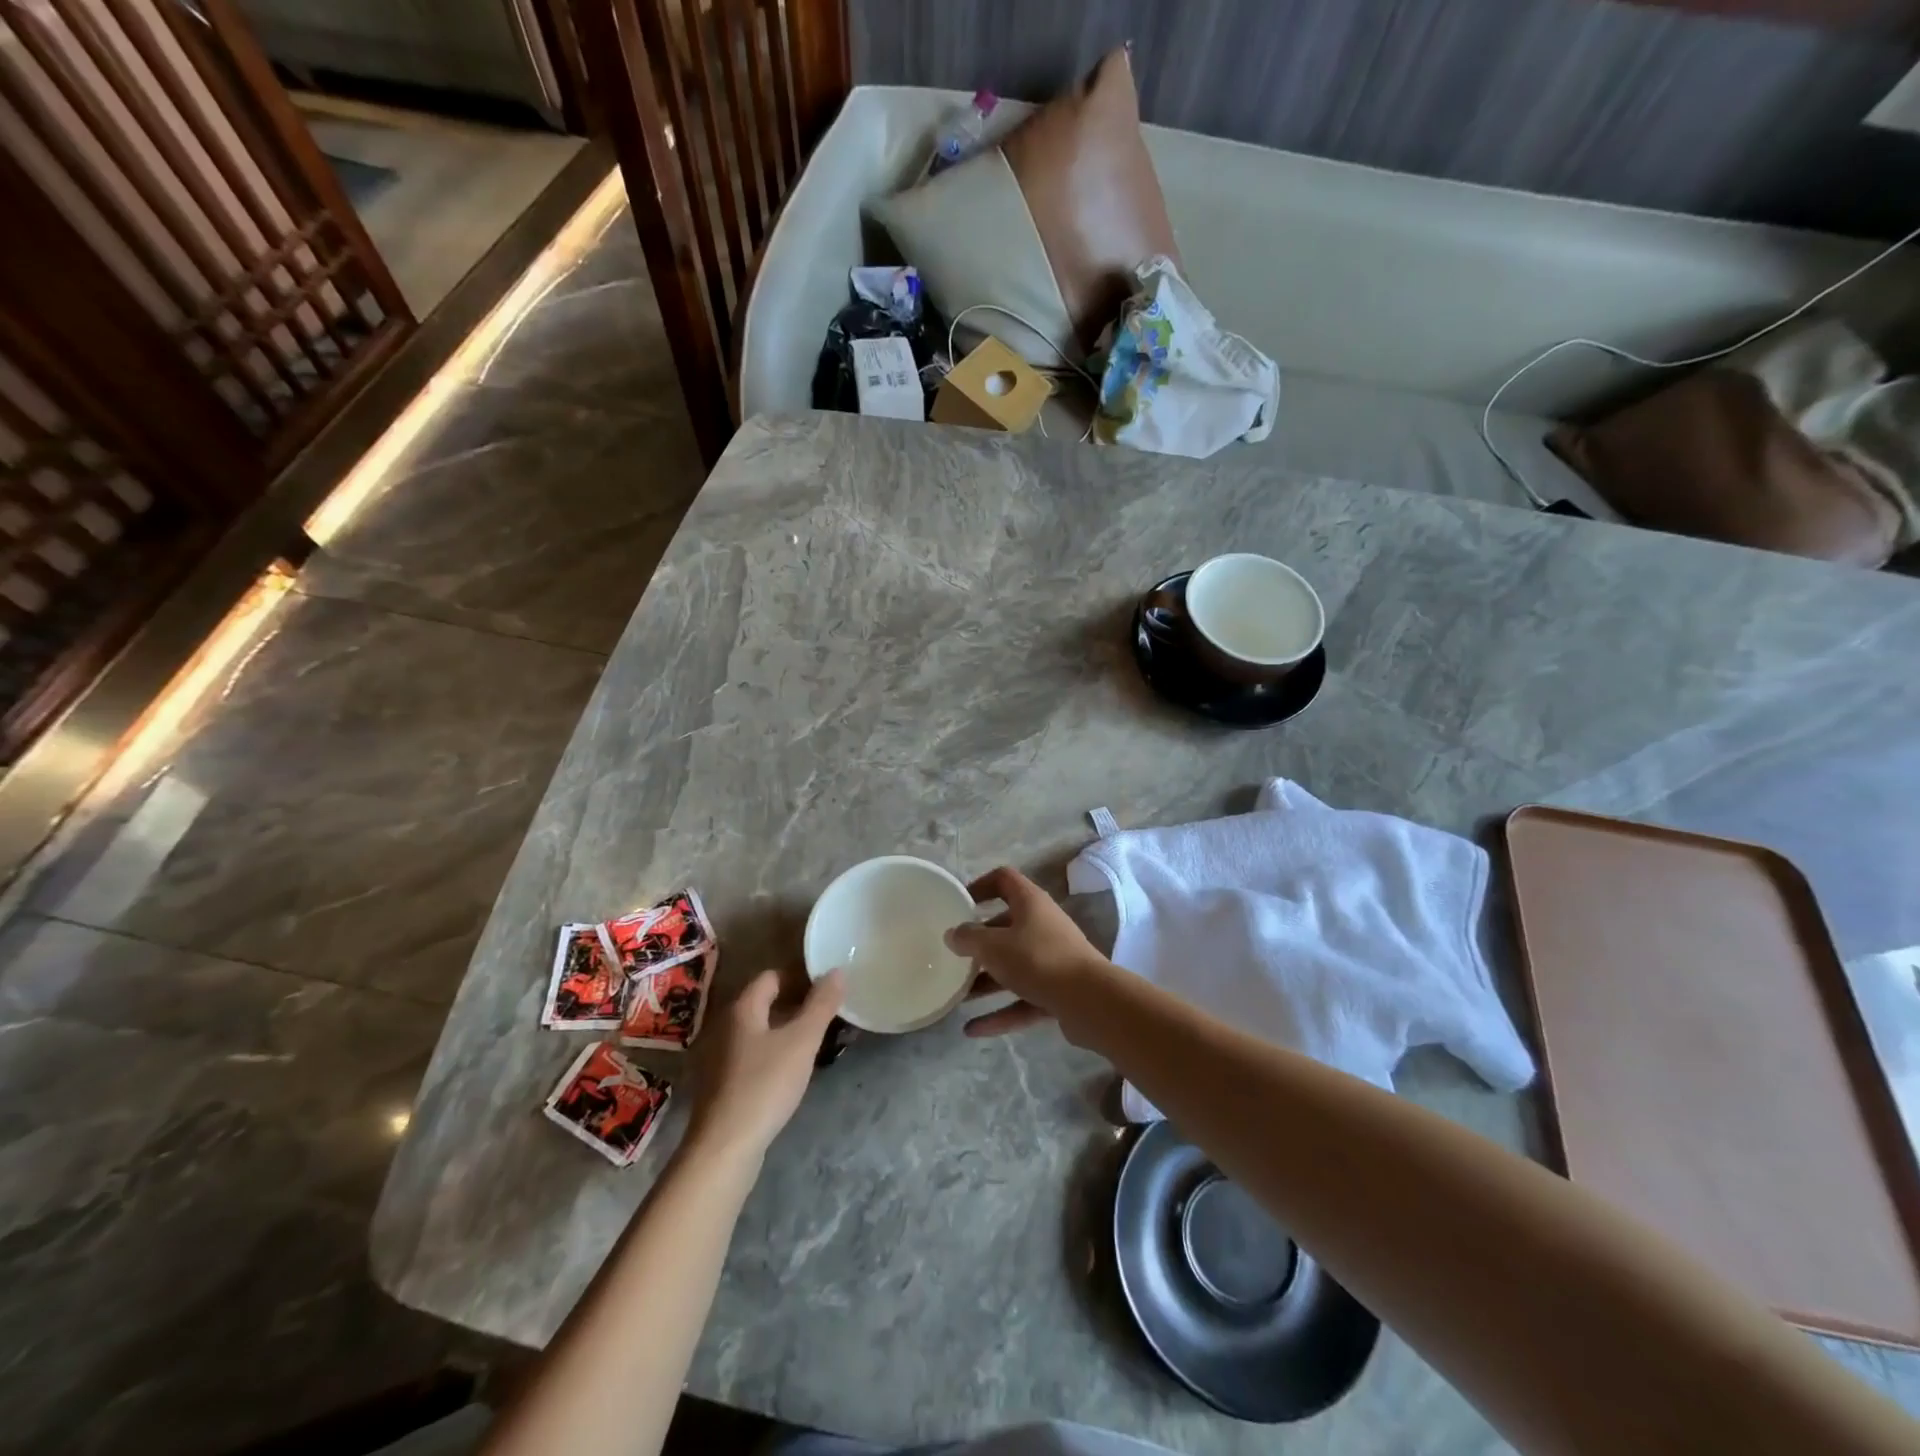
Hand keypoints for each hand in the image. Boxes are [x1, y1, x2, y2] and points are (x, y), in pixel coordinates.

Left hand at [686, 969, 843, 1161]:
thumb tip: (837, 971)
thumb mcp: (802, 1042)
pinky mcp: (720, 1083)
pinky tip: (788, 1071)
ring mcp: (719, 1056)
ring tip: (813, 1042)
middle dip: (795, 1004)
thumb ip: (821, 1005)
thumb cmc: (765, 1085)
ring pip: (758, 1030)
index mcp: (742, 1009)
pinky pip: (750, 1054)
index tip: (826, 990)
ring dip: (784, 1030)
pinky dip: (771, 1053)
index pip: (772, 976)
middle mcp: (725, 1026)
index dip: (799, 978)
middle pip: (763, 1003)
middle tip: (825, 1015)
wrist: (724, 1148)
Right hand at [945, 866, 1111, 1037]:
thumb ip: (969, 938)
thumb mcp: (994, 946)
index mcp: (1030, 902)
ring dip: (986, 981)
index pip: (1004, 879)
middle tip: (955, 955)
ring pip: (1014, 966)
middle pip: (1006, 926)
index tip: (960, 904)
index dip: (981, 885)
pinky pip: (1023, 999)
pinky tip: (972, 1029)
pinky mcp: (1058, 991)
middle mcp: (1043, 925)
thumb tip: (953, 934)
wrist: (1090, 1001)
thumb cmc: (1037, 959)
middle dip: (980, 942)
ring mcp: (1053, 959)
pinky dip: (1000, 1012)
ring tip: (958, 996)